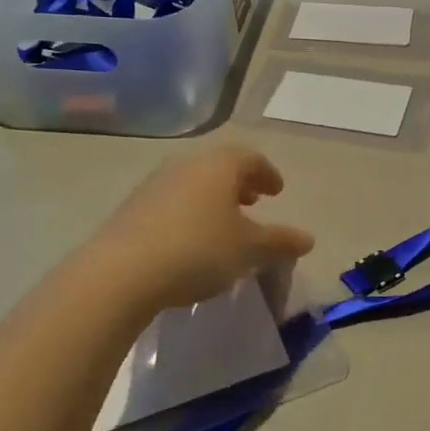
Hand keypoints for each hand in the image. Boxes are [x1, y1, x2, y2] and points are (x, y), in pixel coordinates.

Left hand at [83, 147, 314, 313]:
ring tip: (223, 224)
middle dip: (240, 184)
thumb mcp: (249, 250)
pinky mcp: (132, 208)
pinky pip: (171, 202)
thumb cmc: (198, 251)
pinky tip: (190, 241)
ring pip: (193, 184)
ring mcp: (154, 184)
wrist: (121, 272)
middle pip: (219, 167)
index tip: (277, 192)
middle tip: (254, 203)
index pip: (250, 158)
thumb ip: (280, 242)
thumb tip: (308, 239)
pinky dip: (189, 213)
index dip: (267, 174)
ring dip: (213, 200)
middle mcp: (186, 165)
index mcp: (219, 166)